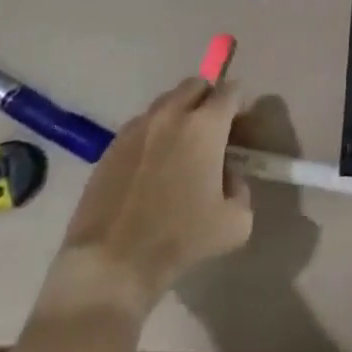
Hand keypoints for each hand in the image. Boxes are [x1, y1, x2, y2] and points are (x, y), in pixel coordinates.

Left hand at [50, 78, 252, 308]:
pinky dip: (153, 134)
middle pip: (196, 85)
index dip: (240, 104)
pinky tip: (151, 166)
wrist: (110, 266)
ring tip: (179, 148)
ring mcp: (138, 127)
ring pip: (166, 102)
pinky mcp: (112, 146)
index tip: (240, 125)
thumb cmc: (178, 240)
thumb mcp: (234, 224)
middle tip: (212, 131)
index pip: (232, 90)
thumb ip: (241, 191)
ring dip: (179, 114)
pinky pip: (141, 125)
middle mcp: (172, 114)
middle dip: (209, 99)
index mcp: (206, 125)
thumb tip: (230, 178)